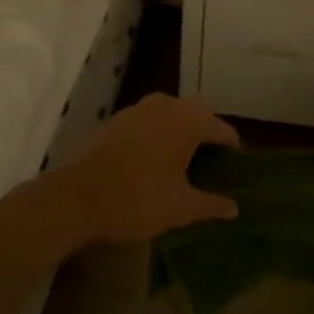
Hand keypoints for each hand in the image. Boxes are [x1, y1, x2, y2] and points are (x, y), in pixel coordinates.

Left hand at [46, 93, 239, 245]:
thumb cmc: (137, 199)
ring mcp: (138, 109)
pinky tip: (153, 160)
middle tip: (212, 163)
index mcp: (188, 121)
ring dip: (181, 131)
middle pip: (197, 115)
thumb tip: (234, 208)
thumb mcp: (180, 208)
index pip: (221, 129)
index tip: (237, 166)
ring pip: (170, 114)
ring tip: (184, 161)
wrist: (75, 198)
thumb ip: (211, 205)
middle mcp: (166, 106)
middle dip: (207, 134)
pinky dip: (157, 134)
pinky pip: (148, 121)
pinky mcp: (116, 120)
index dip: (232, 148)